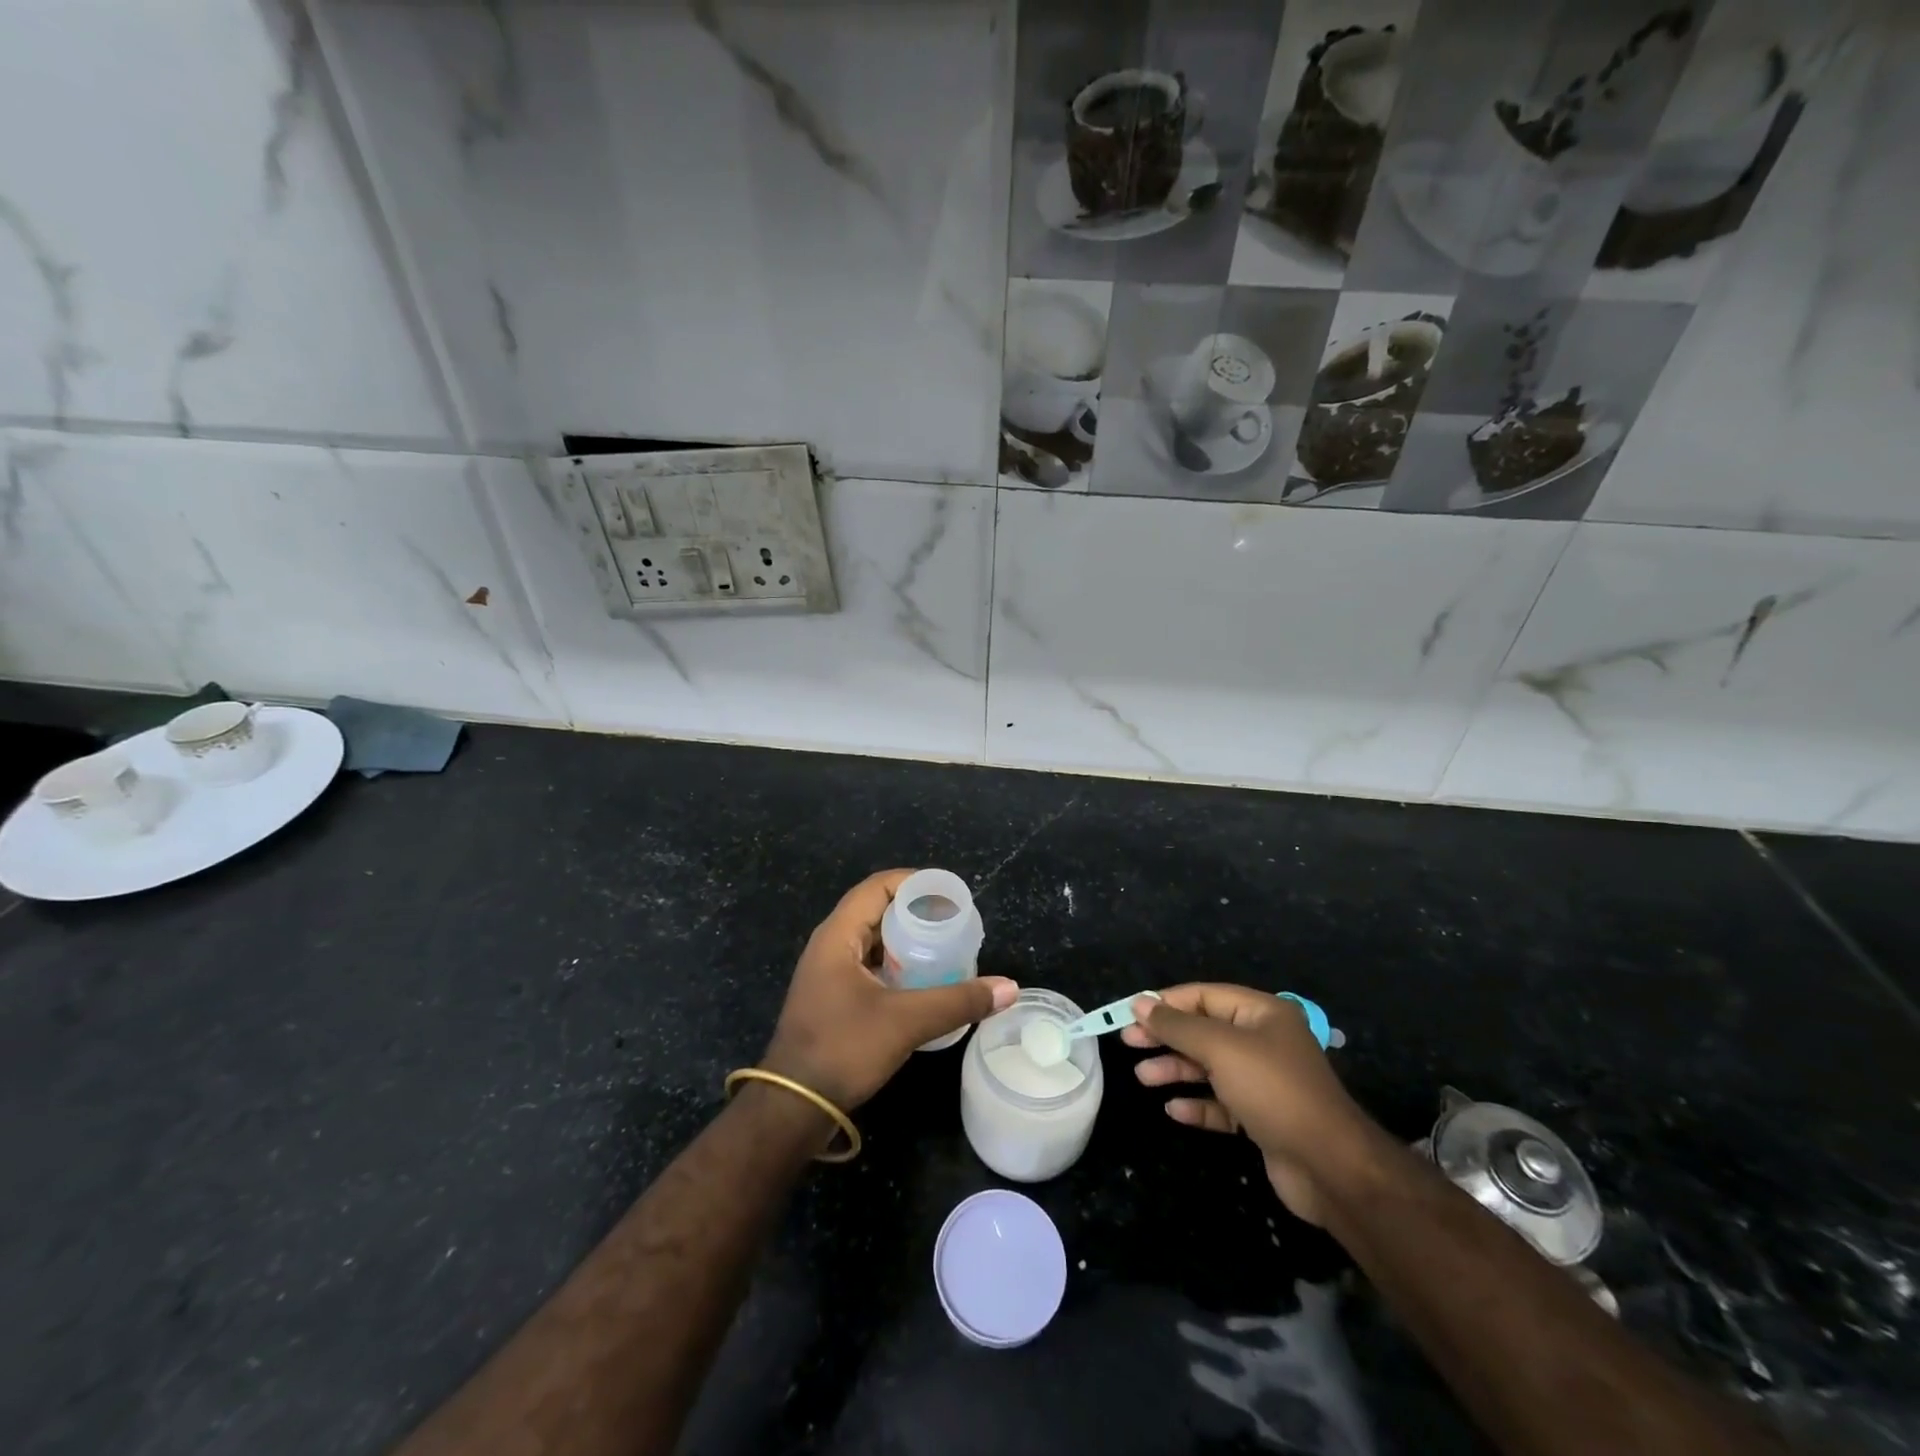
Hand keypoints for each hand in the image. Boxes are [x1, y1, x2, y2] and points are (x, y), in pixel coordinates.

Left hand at [762, 870, 1017, 1111]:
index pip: (878, 887)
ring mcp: (829, 973)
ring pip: (874, 940)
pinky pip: (870, 965)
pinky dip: (898, 964)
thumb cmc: (843, 1049)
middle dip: (917, 911)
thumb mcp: (906, 1021)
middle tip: (956, 921)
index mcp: (837, 935)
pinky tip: (925, 981)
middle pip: (877, 910)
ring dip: (908, 940)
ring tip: (947, 947)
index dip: (915, 882)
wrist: (793, 1107)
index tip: (951, 894)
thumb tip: (1010, 988)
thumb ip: (958, 1001)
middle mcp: (830, 945)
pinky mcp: (834, 998)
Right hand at [1123, 983, 1373, 1224]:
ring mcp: (1264, 1082)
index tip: (1130, 1014)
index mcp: (1262, 1013)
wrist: (1331, 1167)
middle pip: (1204, 1031)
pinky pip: (1221, 1104)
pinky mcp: (1262, 1118)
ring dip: (1176, 1070)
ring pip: (1210, 1068)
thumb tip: (1140, 1003)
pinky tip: (1174, 1110)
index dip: (1166, 1003)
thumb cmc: (1273, 1091)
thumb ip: (1177, 1026)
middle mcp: (1263, 1042)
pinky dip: (1197, 1104)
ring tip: (1144, 1078)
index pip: (1204, 996)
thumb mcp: (1220, 1048)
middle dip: (1167, 1037)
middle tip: (1129, 1043)